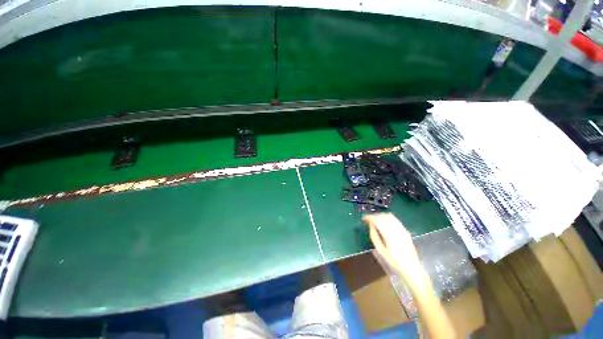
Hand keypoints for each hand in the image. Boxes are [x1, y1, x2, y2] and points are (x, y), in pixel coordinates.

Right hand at [363, 213, 422, 278]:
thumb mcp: (381, 250)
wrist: (412, 267)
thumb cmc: (394, 261)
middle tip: (368, 219)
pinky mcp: (405, 230)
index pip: (377, 220)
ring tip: (375, 220)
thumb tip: (370, 225)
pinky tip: (384, 221)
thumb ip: (374, 236)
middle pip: (383, 217)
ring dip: (380, 216)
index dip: (370, 217)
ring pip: (389, 216)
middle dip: (374, 216)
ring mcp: (402, 229)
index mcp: (389, 235)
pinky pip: (395, 219)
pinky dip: (387, 217)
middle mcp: (396, 230)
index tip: (364, 218)